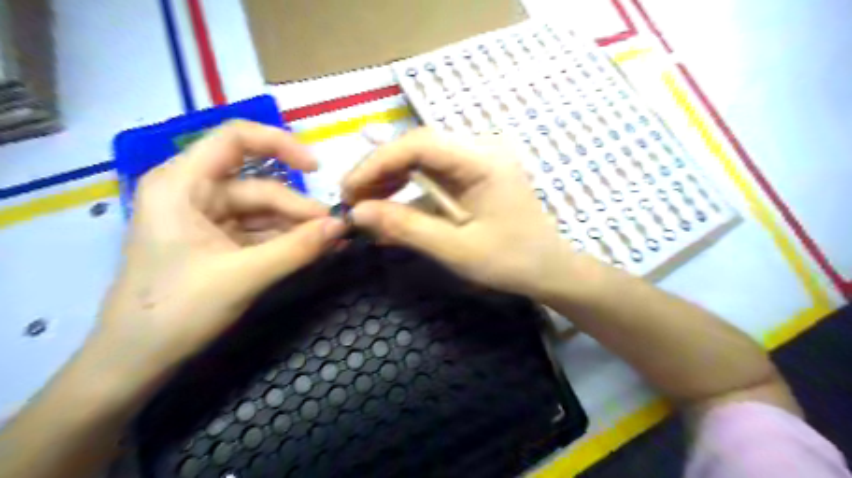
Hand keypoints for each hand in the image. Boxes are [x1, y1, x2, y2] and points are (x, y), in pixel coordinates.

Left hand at [94, 119, 344, 388]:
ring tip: (333, 243)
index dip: (280, 143)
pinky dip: (287, 241)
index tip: (317, 168)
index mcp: (182, 184)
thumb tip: (343, 225)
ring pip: (263, 212)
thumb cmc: (176, 311)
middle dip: (299, 209)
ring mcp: (207, 219)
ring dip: (298, 228)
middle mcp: (194, 193)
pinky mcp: (218, 242)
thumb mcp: (244, 276)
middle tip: (337, 230)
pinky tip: (313, 251)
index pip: (235, 138)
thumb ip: (298, 248)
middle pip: (259, 186)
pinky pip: (260, 232)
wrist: (136, 362)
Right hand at [343, 128, 575, 297]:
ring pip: (422, 158)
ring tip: (366, 206)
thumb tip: (357, 212)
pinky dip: (409, 189)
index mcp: (483, 161)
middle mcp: (481, 149)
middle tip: (353, 201)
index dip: (377, 162)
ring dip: (391, 180)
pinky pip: (434, 173)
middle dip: (380, 171)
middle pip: (418, 146)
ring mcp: (479, 159)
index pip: (419, 143)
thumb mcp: (456, 249)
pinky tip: (391, 208)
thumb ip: (406, 227)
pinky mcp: (474, 173)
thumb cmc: (510, 261)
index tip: (349, 190)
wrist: (549, 268)